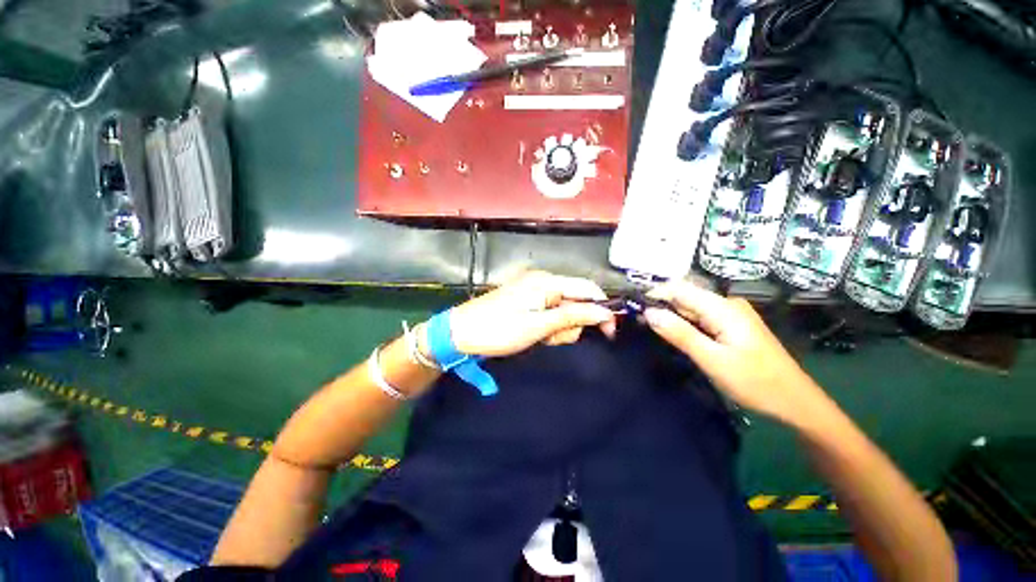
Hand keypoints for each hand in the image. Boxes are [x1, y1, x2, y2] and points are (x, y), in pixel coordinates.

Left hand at [434, 271, 616, 357]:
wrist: (461, 332)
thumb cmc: (499, 329)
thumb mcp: (539, 326)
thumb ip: (573, 316)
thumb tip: (604, 312)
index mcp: (547, 282)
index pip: (588, 289)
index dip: (602, 309)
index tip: (609, 333)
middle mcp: (543, 281)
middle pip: (576, 300)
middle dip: (571, 323)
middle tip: (552, 337)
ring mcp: (533, 290)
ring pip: (564, 309)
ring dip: (558, 327)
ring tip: (539, 337)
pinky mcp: (526, 299)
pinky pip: (549, 311)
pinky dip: (548, 325)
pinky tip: (534, 333)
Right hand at [643, 280, 824, 424]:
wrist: (795, 403)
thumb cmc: (756, 382)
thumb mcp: (713, 360)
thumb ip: (680, 334)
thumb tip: (649, 313)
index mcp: (723, 307)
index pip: (679, 288)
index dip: (654, 294)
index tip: (632, 307)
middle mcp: (726, 304)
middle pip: (684, 296)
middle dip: (660, 306)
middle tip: (637, 322)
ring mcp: (730, 314)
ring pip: (691, 308)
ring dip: (670, 316)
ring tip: (650, 329)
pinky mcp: (731, 325)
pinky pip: (700, 318)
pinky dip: (684, 324)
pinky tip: (674, 335)